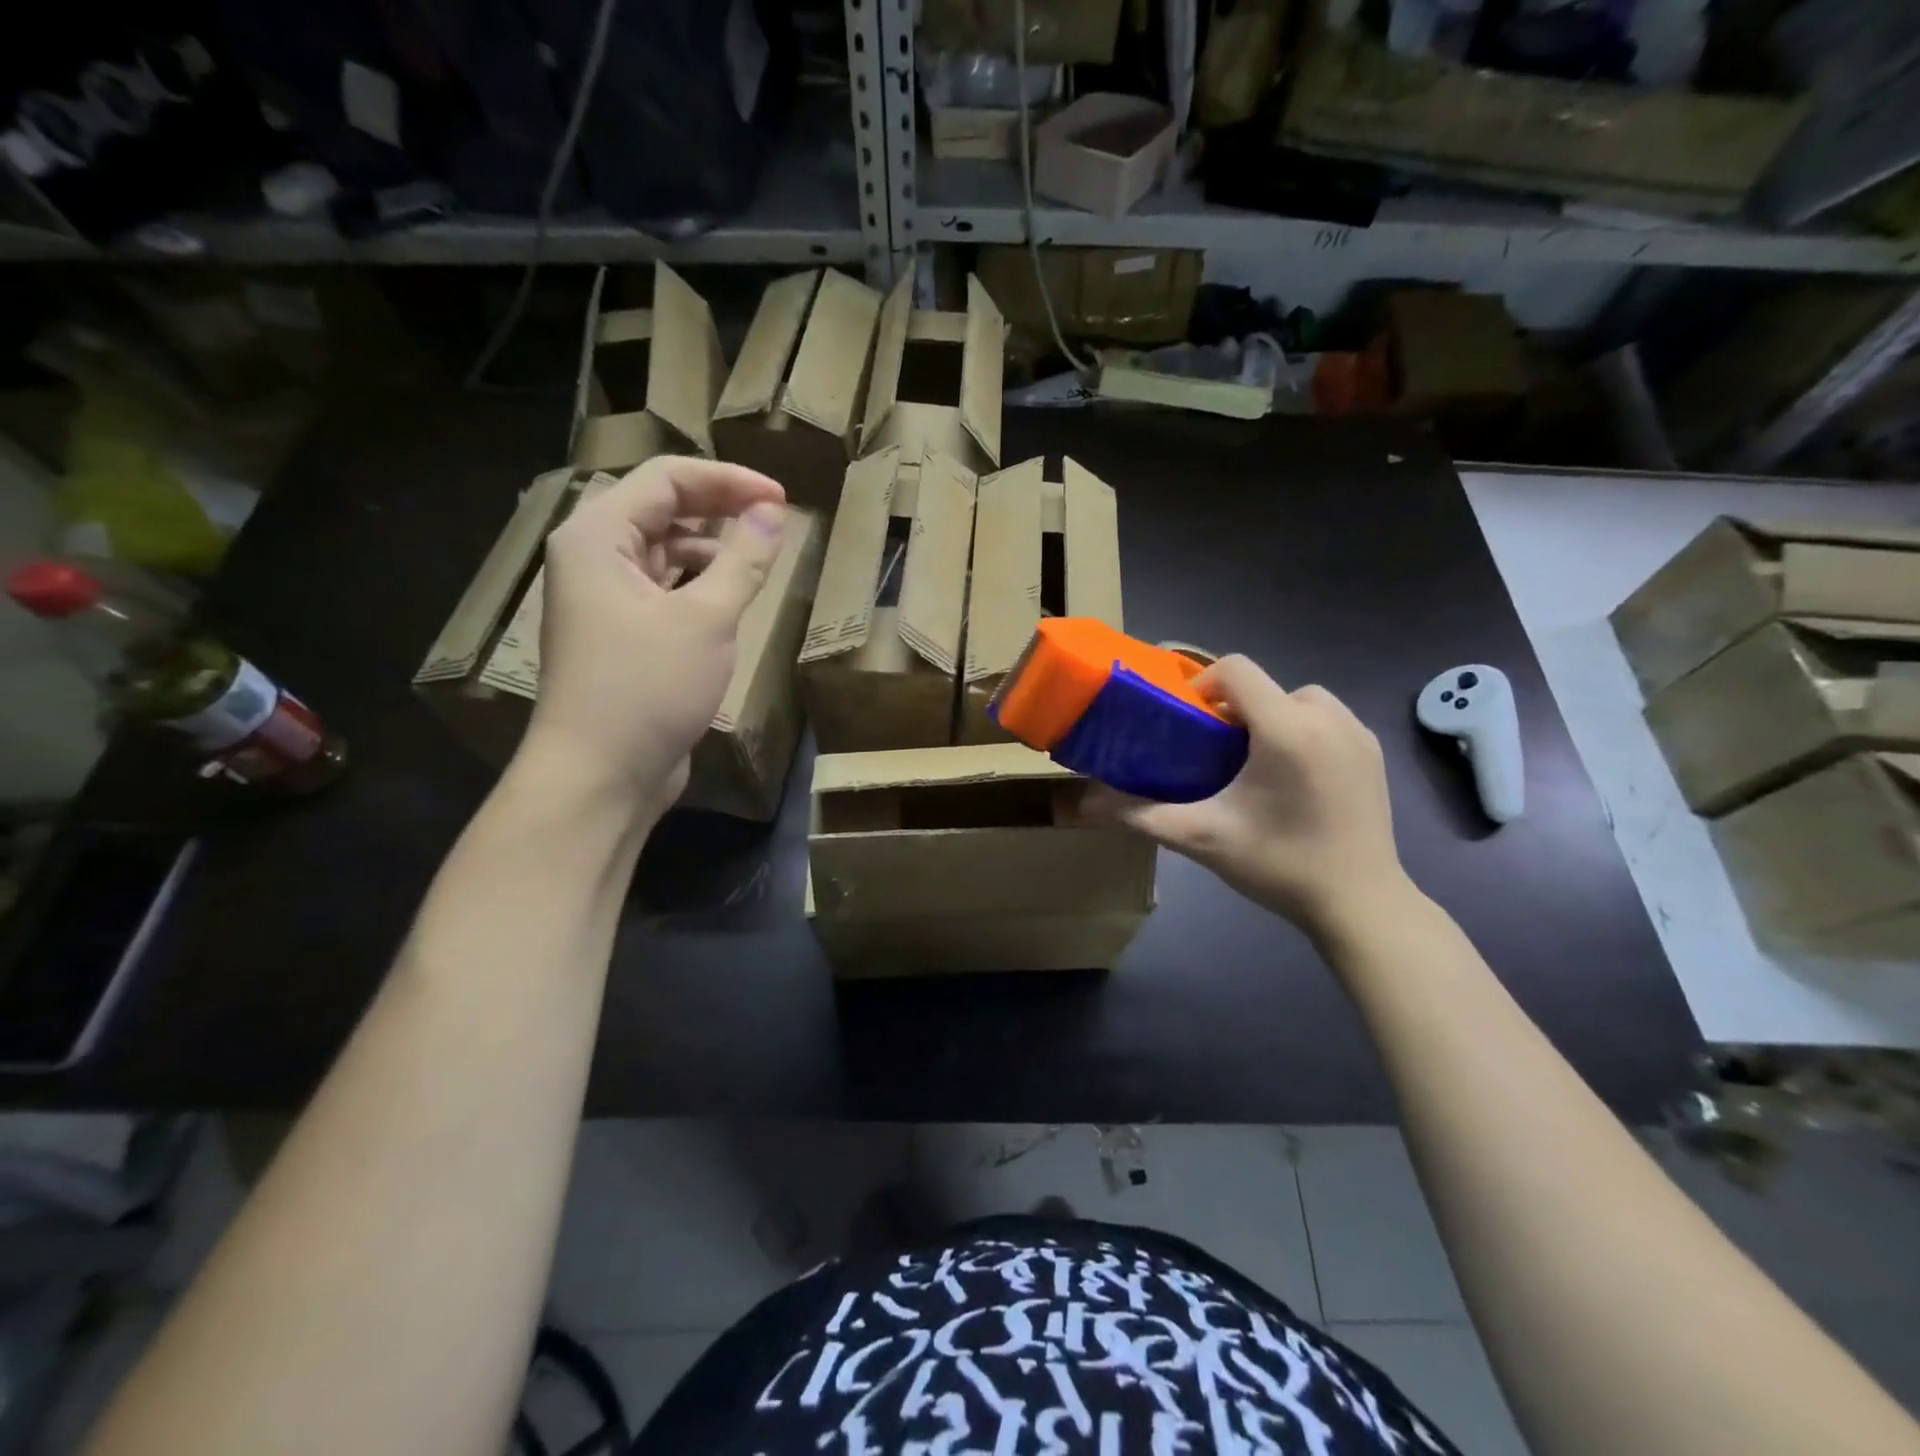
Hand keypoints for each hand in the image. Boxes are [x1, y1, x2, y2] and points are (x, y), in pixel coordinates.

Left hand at [522, 456, 786, 812]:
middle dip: (719, 510)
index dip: (728, 480)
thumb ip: (743, 559)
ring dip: (711, 550)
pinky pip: (663, 590)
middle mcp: (592, 558)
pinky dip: (698, 587)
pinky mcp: (620, 635)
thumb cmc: (648, 688)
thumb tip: (772, 512)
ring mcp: (603, 599)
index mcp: (597, 537)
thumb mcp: (707, 619)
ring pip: (663, 552)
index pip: (666, 479)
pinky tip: (729, 603)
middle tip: (775, 522)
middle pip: (660, 510)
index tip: (782, 500)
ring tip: (756, 564)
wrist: (600, 775)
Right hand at [1086, 657, 1413, 940]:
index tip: (1190, 724)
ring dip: (1270, 716)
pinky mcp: (1373, 751)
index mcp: (1285, 729)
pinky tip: (1292, 776)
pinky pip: (1327, 719)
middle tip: (1215, 753)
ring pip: (1299, 699)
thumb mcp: (1201, 838)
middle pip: (1265, 685)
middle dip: (1235, 708)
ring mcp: (1356, 733)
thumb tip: (1085, 803)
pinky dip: (1303, 730)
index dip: (1204, 684)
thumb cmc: (1278, 865)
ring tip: (1254, 763)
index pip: (1236, 669)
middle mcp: (1326, 717)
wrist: (1360, 904)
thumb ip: (1140, 815)